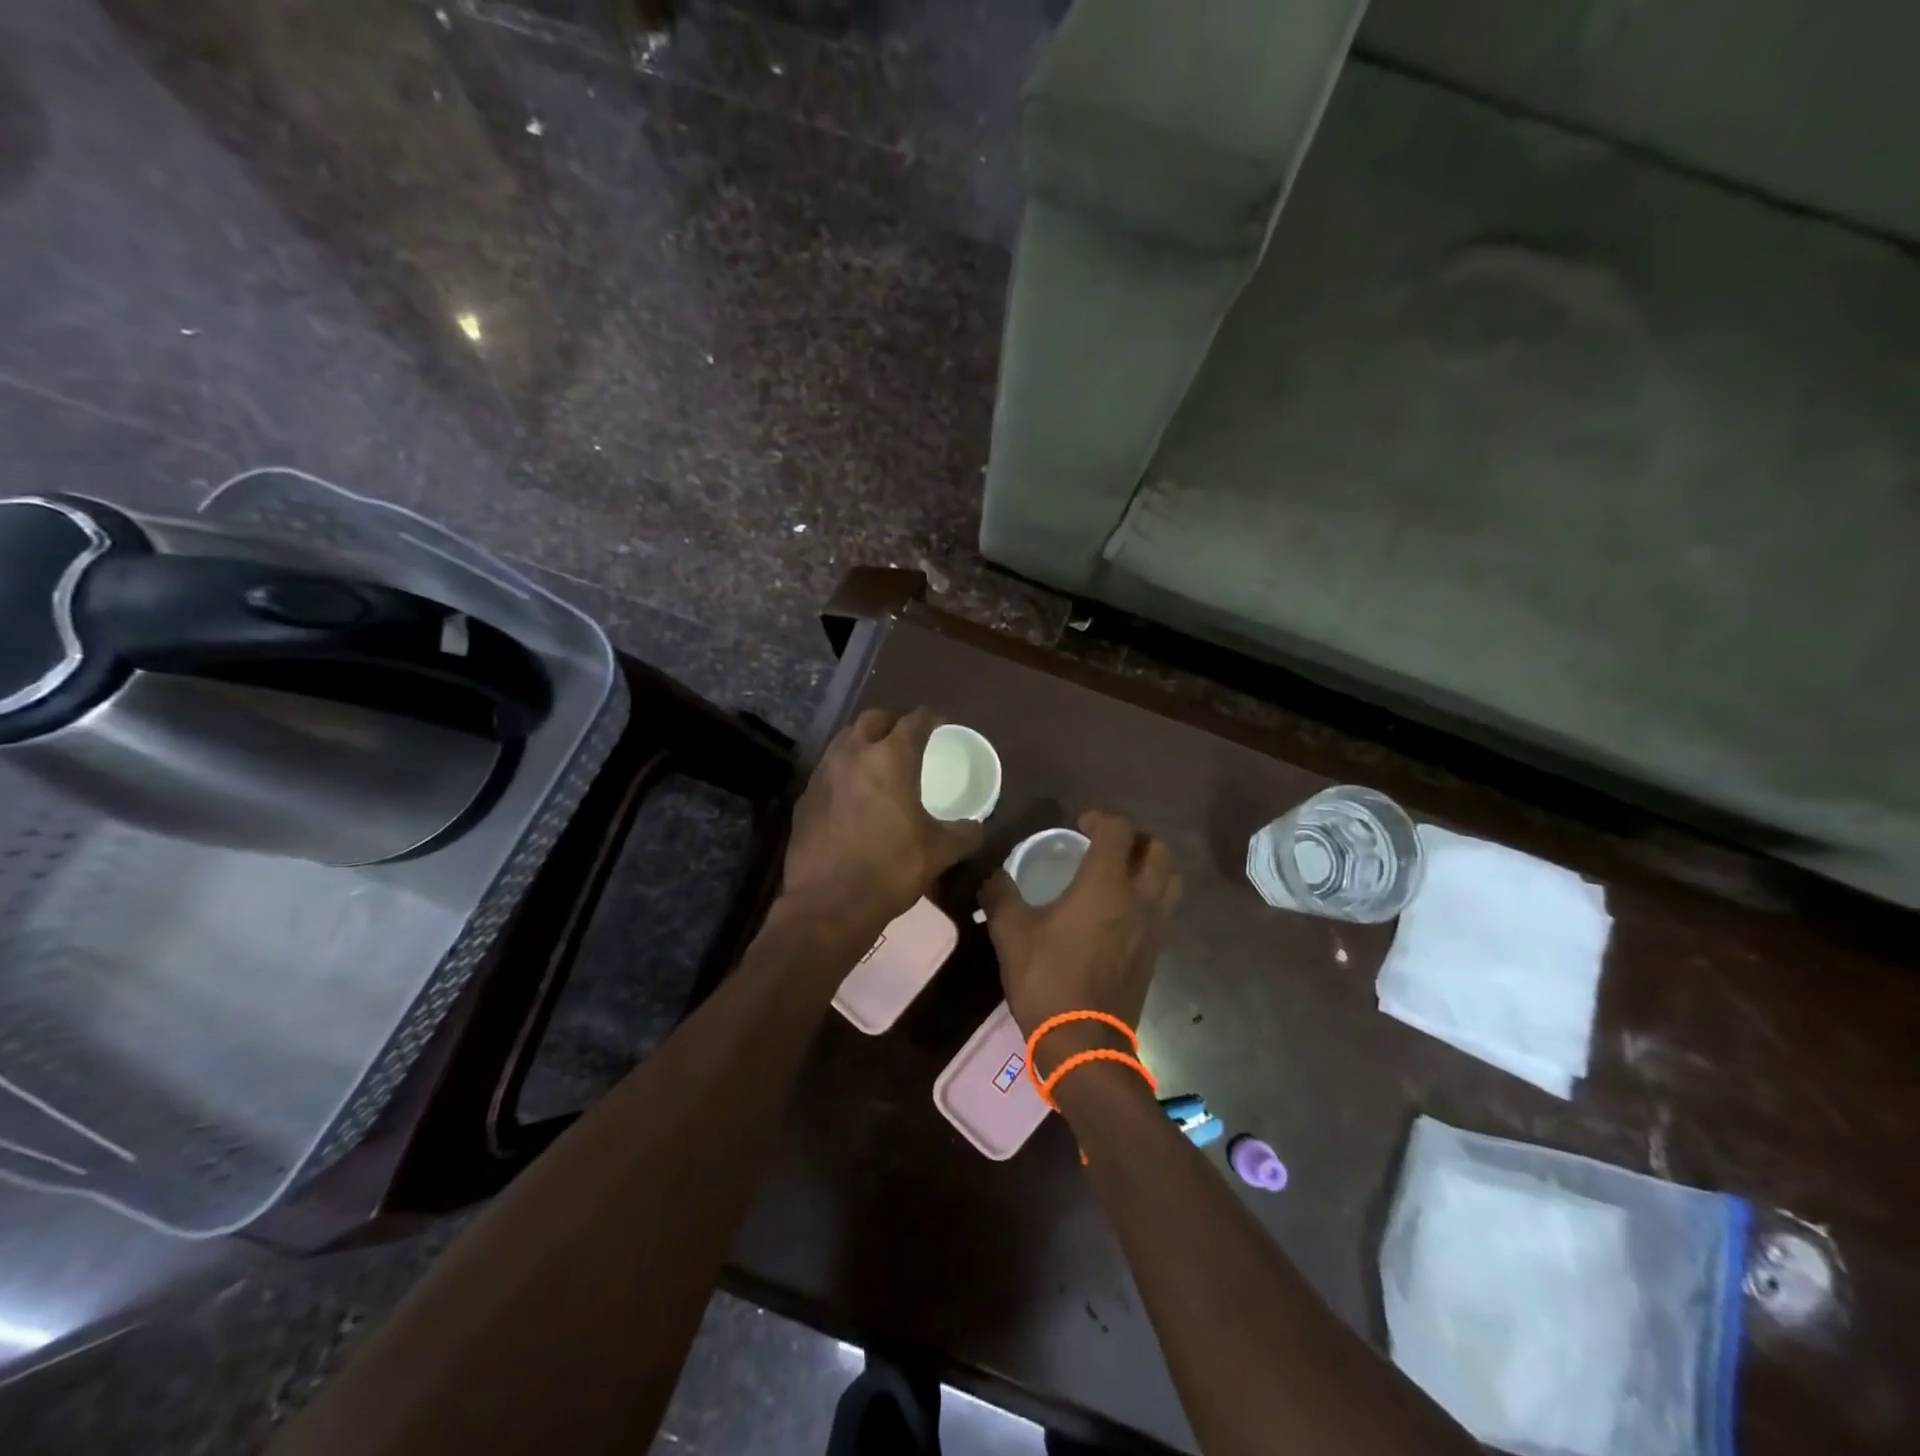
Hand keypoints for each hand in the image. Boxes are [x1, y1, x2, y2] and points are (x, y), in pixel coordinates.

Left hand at [783, 708, 983, 936]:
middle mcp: (853, 754)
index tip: (939, 723)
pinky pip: (828, 770)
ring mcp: (823, 774)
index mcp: (890, 758)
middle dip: (892, 722)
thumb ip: (963, 834)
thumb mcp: (939, 852)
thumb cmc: (890, 868)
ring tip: (879, 762)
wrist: (829, 903)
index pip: (914, 720)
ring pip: (844, 740)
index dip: (930, 718)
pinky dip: (844, 770)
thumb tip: (976, 827)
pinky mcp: (804, 797)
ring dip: (864, 742)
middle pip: (873, 719)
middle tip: (907, 737)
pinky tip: (852, 794)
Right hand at [980, 810, 1182, 1069]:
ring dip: (1151, 865)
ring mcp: (1154, 926)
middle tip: (1107, 845)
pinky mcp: (1157, 951)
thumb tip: (992, 874)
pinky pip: (1165, 907)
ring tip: (1122, 872)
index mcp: (1106, 884)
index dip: (1100, 818)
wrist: (1083, 1042)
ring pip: (1170, 878)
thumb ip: (1000, 893)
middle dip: (1135, 838)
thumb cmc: (1047, 979)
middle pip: (1158, 849)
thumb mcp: (1010, 932)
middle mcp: (1139, 897)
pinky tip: (1122, 909)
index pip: (1118, 831)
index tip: (1080, 824)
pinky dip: (1151, 895)